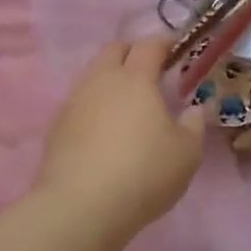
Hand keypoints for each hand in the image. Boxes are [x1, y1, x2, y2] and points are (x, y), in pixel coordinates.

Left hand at [36, 38, 205, 241]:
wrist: (80, 207)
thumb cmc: (143, 173)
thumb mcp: (186, 154)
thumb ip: (193, 125)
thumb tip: (193, 109)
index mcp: (135, 79)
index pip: (149, 45)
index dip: (164, 43)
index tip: (177, 50)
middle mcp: (100, 81)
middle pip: (114, 50)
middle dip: (132, 52)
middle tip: (150, 70)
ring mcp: (74, 102)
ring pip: (92, 75)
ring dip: (110, 78)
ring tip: (127, 102)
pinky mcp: (56, 127)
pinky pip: (79, 103)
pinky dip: (94, 105)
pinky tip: (104, 131)